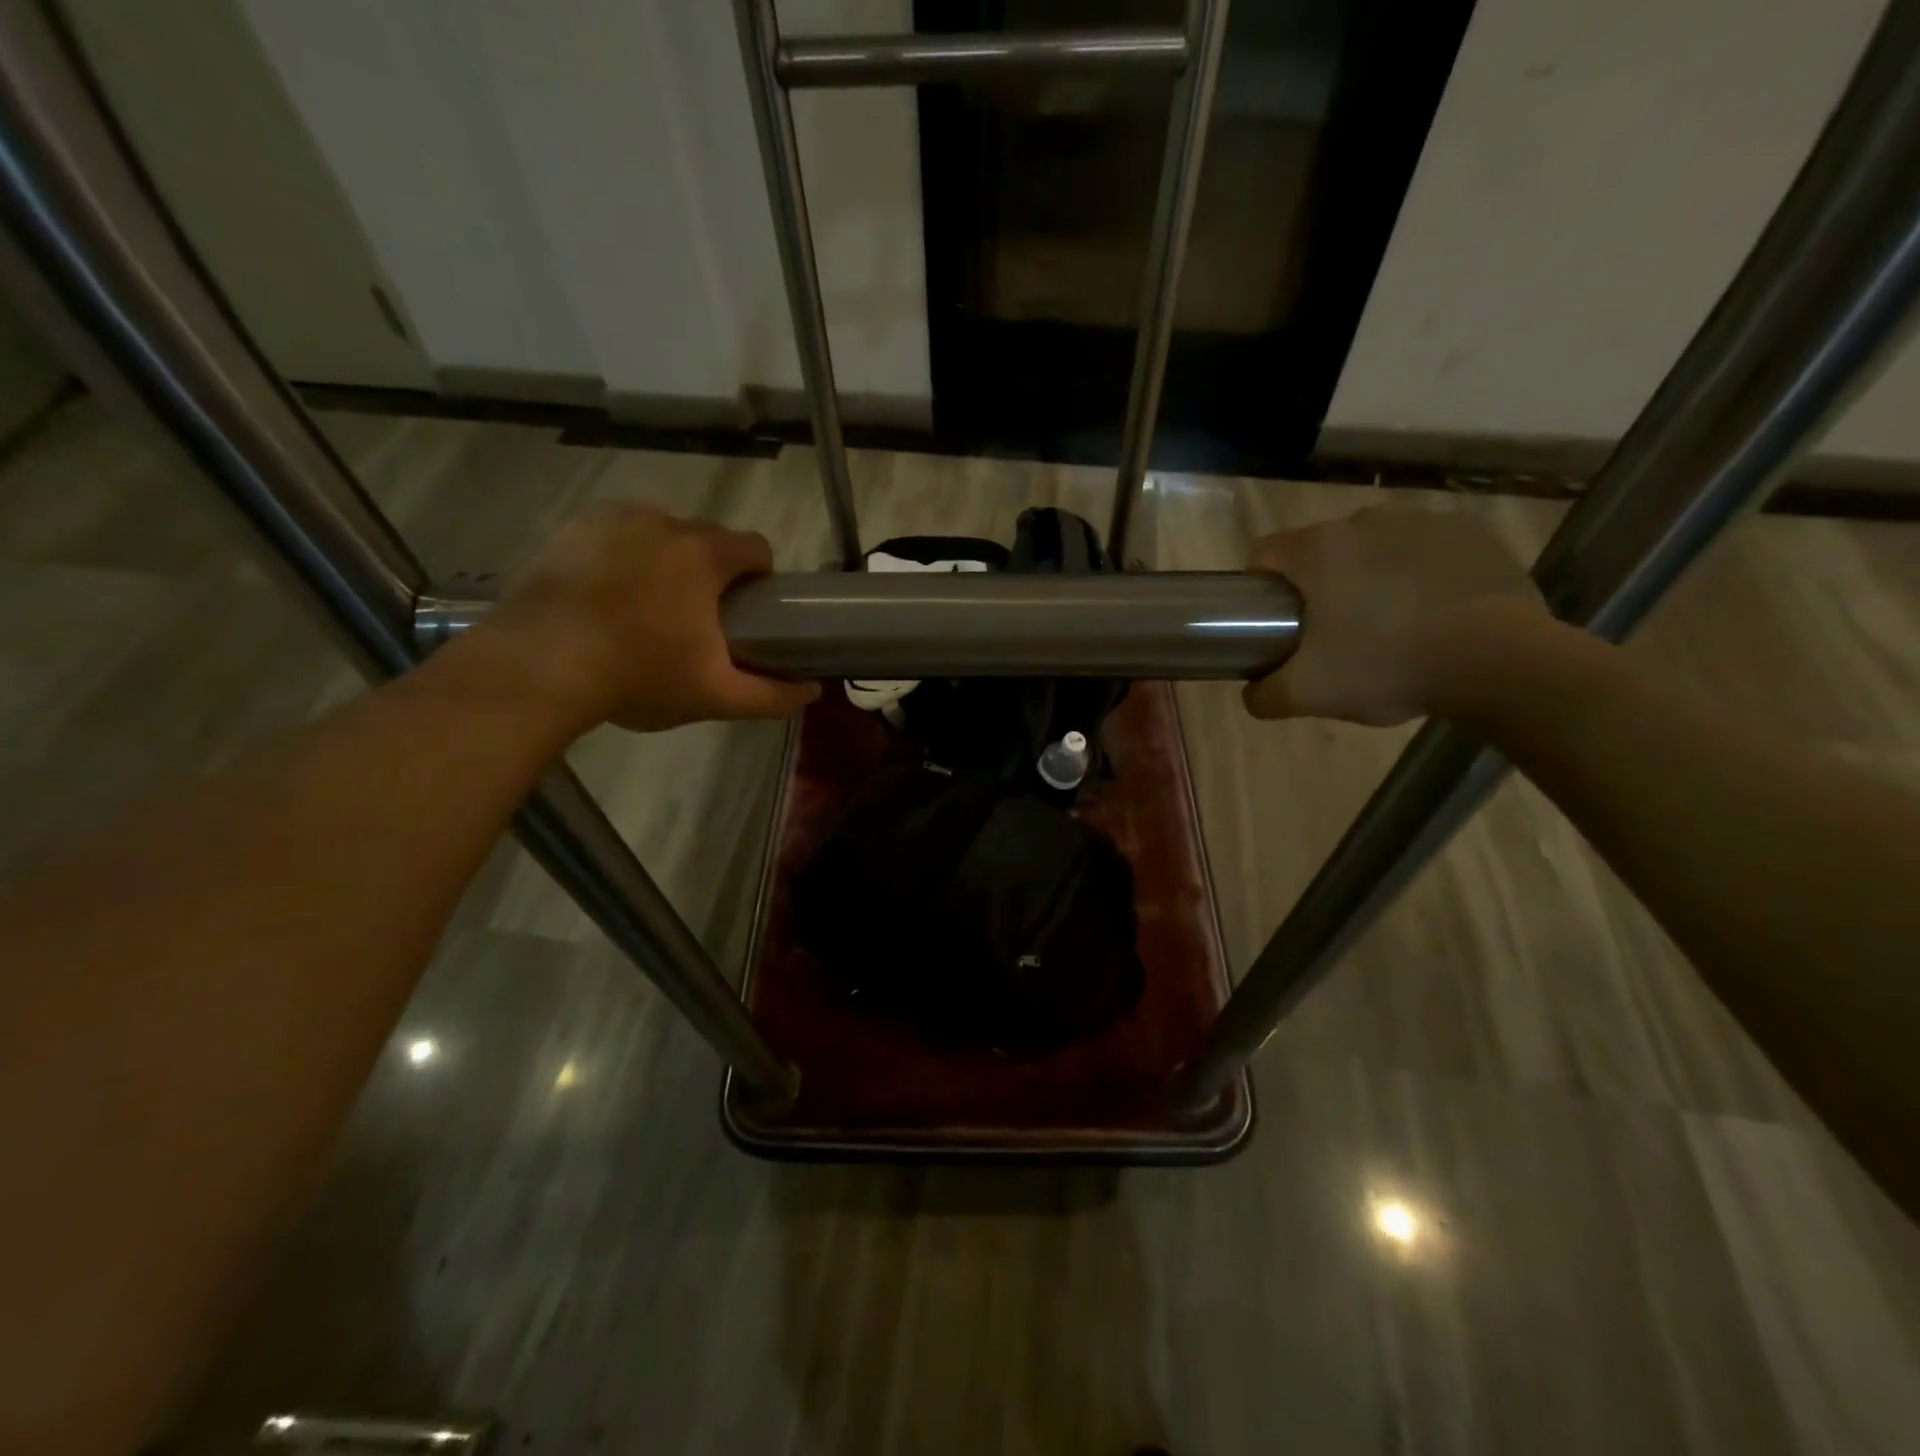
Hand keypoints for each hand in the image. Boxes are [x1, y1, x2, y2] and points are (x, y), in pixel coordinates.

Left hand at [479, 504, 819, 732]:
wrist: (540, 667)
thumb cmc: (639, 675)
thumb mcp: (715, 695)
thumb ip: (771, 695)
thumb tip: (812, 692)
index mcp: (704, 555)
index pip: (755, 547)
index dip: (760, 576)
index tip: (748, 609)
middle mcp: (663, 523)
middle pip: (707, 538)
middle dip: (711, 570)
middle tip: (697, 619)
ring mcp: (612, 521)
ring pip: (659, 533)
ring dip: (667, 560)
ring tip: (649, 607)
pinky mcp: (571, 531)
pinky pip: (614, 535)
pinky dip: (622, 556)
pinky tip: (607, 596)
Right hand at [1244, 506, 1547, 725]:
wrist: (1497, 660)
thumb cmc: (1386, 667)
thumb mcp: (1308, 695)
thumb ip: (1264, 695)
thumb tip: (1252, 691)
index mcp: (1316, 550)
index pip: (1264, 554)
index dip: (1261, 587)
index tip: (1275, 621)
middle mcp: (1363, 521)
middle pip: (1320, 550)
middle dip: (1319, 585)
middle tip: (1333, 634)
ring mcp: (1421, 521)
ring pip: (1372, 547)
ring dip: (1368, 576)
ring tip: (1388, 624)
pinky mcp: (1470, 531)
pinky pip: (1424, 550)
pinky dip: (1418, 574)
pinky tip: (1432, 613)